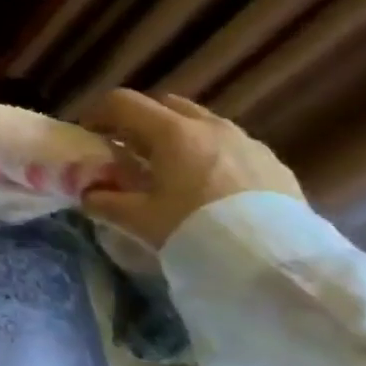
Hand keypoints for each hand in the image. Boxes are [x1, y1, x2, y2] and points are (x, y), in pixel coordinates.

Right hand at [78, 89, 302, 248]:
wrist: (277, 263)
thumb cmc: (198, 230)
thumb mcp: (138, 220)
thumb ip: (104, 201)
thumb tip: (88, 193)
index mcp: (173, 132)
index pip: (122, 102)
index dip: (98, 114)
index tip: (89, 136)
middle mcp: (210, 126)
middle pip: (164, 105)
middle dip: (140, 121)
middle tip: (127, 150)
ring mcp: (246, 141)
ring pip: (200, 122)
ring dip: (177, 136)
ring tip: (169, 169)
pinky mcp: (272, 162)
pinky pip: (230, 144)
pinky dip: (208, 153)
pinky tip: (208, 186)